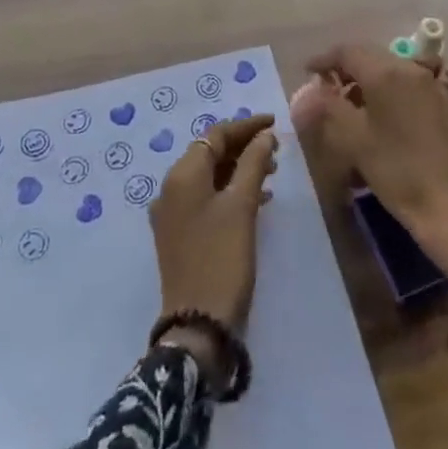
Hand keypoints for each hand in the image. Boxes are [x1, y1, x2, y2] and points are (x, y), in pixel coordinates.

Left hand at [149, 114, 277, 383]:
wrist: (198, 325)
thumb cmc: (222, 258)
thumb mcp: (242, 206)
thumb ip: (254, 163)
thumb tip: (265, 136)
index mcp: (182, 175)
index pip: (215, 135)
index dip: (246, 126)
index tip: (274, 123)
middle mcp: (171, 188)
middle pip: (209, 153)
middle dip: (243, 147)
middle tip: (276, 149)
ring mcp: (172, 214)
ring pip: (209, 176)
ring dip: (239, 168)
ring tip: (272, 172)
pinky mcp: (179, 234)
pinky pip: (206, 198)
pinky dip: (230, 190)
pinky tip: (257, 199)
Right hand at [295, 43, 447, 298]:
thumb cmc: (397, 171)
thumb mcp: (354, 140)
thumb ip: (327, 108)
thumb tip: (305, 91)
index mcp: (387, 72)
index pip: (348, 51)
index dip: (324, 59)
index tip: (307, 72)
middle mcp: (410, 69)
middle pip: (370, 57)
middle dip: (345, 69)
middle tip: (325, 90)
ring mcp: (430, 85)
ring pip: (389, 71)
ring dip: (365, 82)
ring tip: (348, 107)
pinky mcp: (441, 104)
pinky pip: (405, 86)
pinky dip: (385, 92)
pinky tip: (376, 118)